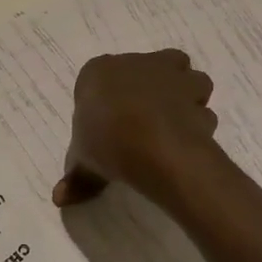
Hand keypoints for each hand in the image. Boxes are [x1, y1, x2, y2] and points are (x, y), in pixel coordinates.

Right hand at [52, 50, 218, 207]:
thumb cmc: (106, 141)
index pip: (101, 77)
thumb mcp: (83, 162)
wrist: (151, 144)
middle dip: (153, 88)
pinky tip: (190, 141)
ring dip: (186, 96)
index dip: (109, 98)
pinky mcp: (195, 93)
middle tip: (146, 120)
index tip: (110, 123)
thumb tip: (60, 198)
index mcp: (99, 72)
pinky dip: (199, 122)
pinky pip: (201, 107)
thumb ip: (76, 177)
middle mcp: (136, 63)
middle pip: (150, 68)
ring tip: (175, 126)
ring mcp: (170, 74)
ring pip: (186, 78)